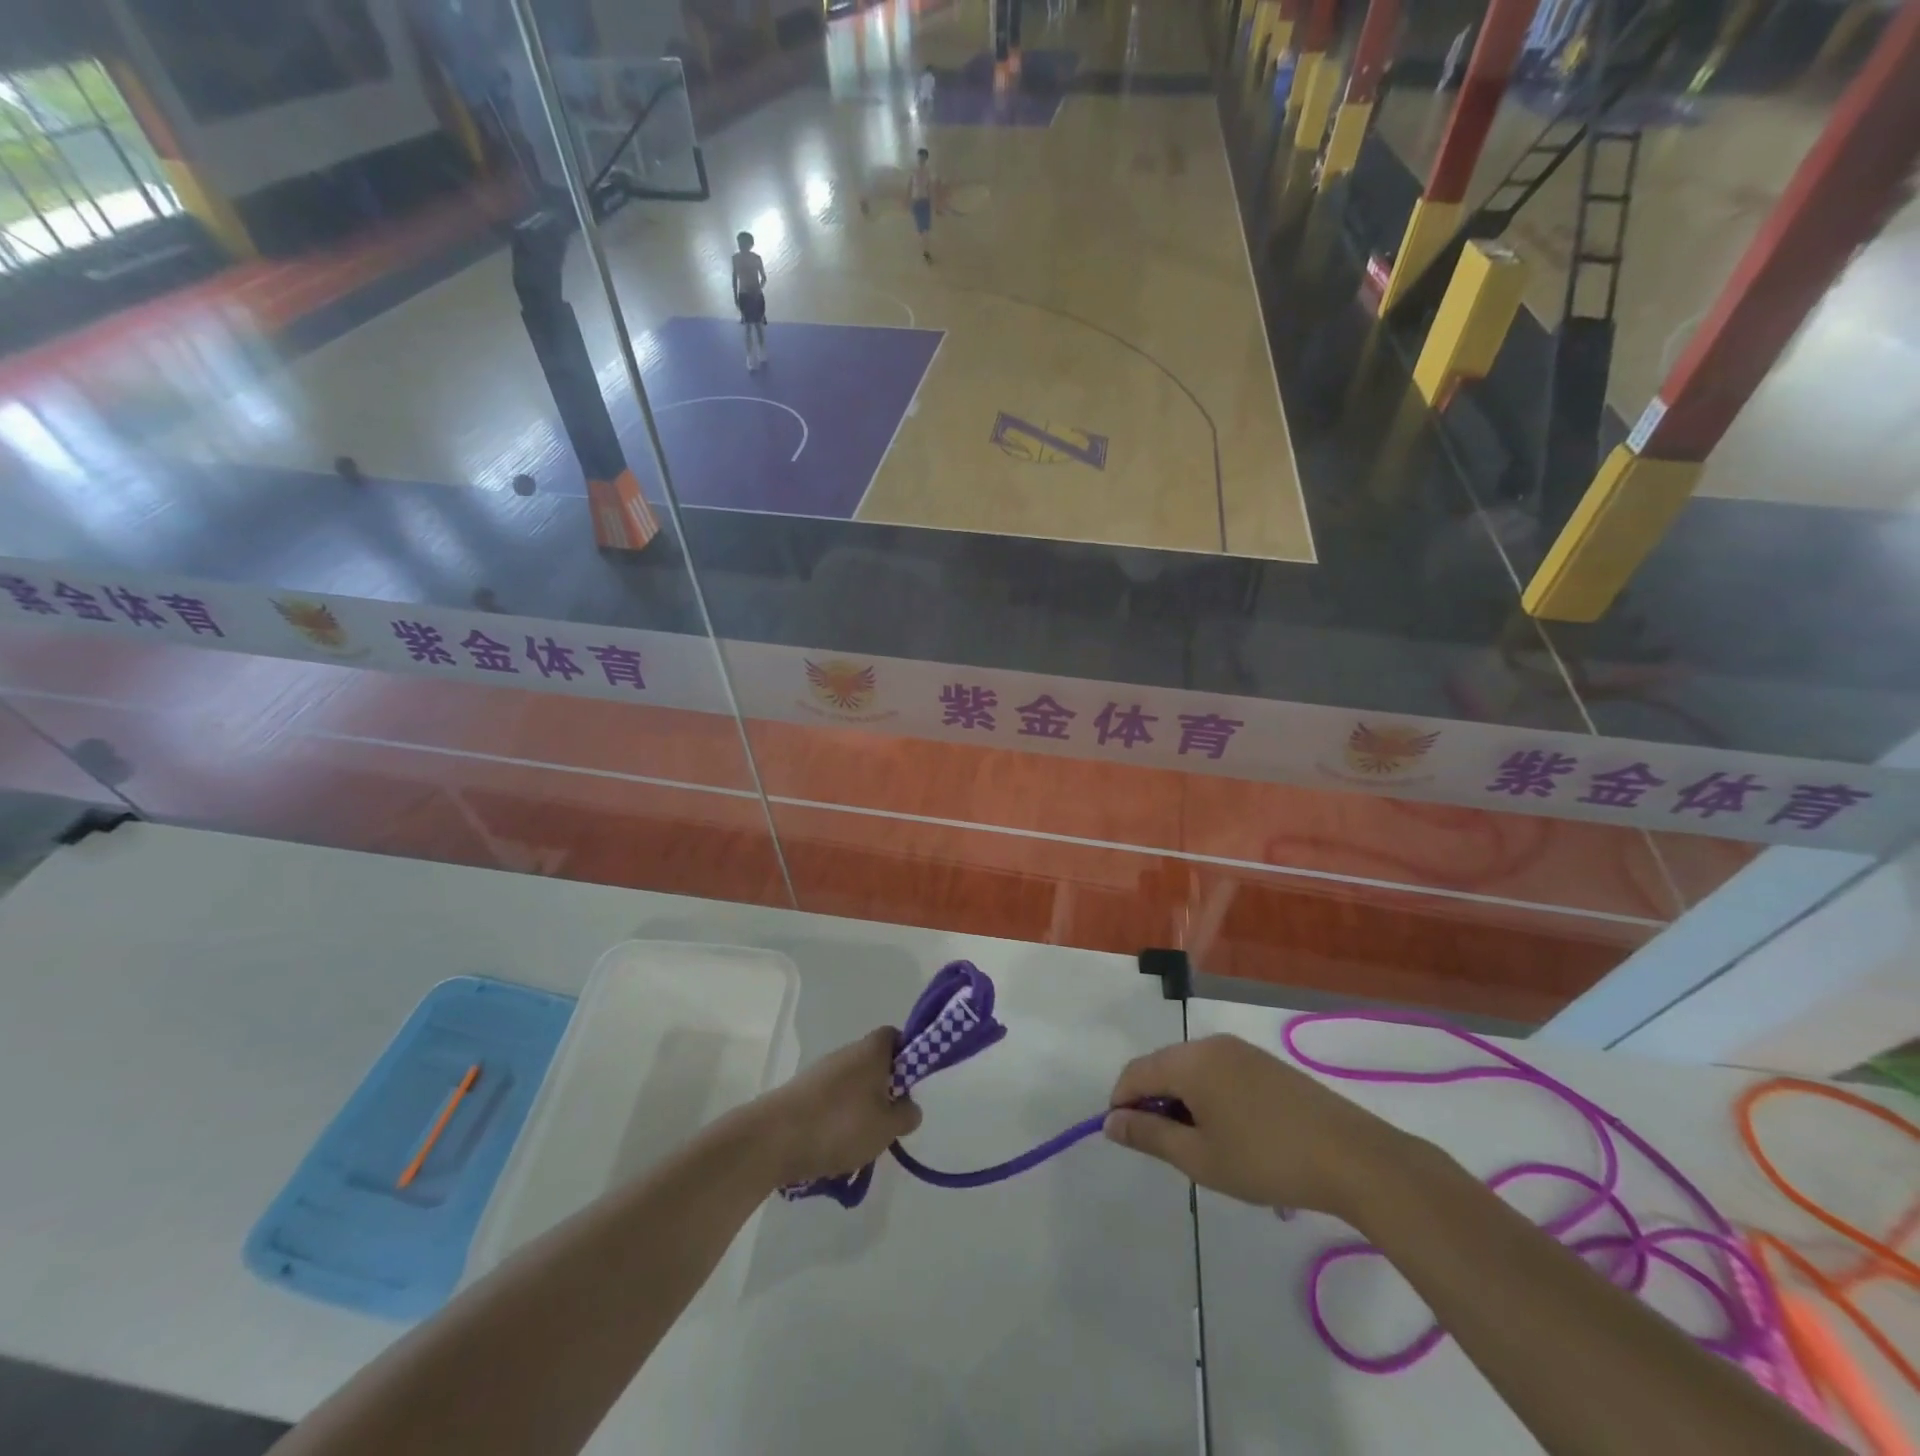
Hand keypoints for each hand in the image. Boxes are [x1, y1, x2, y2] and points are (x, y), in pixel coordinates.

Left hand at [748, 1027, 921, 1187]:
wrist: (773, 1139)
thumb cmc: (840, 1125)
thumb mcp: (887, 1127)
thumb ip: (906, 1115)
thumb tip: (908, 1106)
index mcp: (871, 1050)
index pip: (894, 1036)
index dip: (906, 1055)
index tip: (908, 1086)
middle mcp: (846, 1053)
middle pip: (873, 1064)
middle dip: (883, 1092)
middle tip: (887, 1123)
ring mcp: (821, 1072)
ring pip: (851, 1087)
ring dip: (859, 1111)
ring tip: (859, 1146)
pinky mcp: (801, 1093)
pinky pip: (829, 1103)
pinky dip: (835, 1122)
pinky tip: (833, 1152)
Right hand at [1103, 1035, 1406, 1217]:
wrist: (1353, 1157)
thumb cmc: (1266, 1160)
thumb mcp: (1200, 1157)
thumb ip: (1149, 1135)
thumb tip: (1110, 1121)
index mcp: (1189, 1061)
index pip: (1135, 1073)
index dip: (1122, 1104)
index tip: (1128, 1140)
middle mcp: (1210, 1044)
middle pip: (1162, 1066)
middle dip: (1153, 1103)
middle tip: (1168, 1149)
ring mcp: (1241, 1050)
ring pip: (1191, 1069)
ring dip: (1182, 1101)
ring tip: (1201, 1146)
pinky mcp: (1264, 1063)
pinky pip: (1218, 1072)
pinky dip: (1208, 1096)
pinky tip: (1231, 1132)